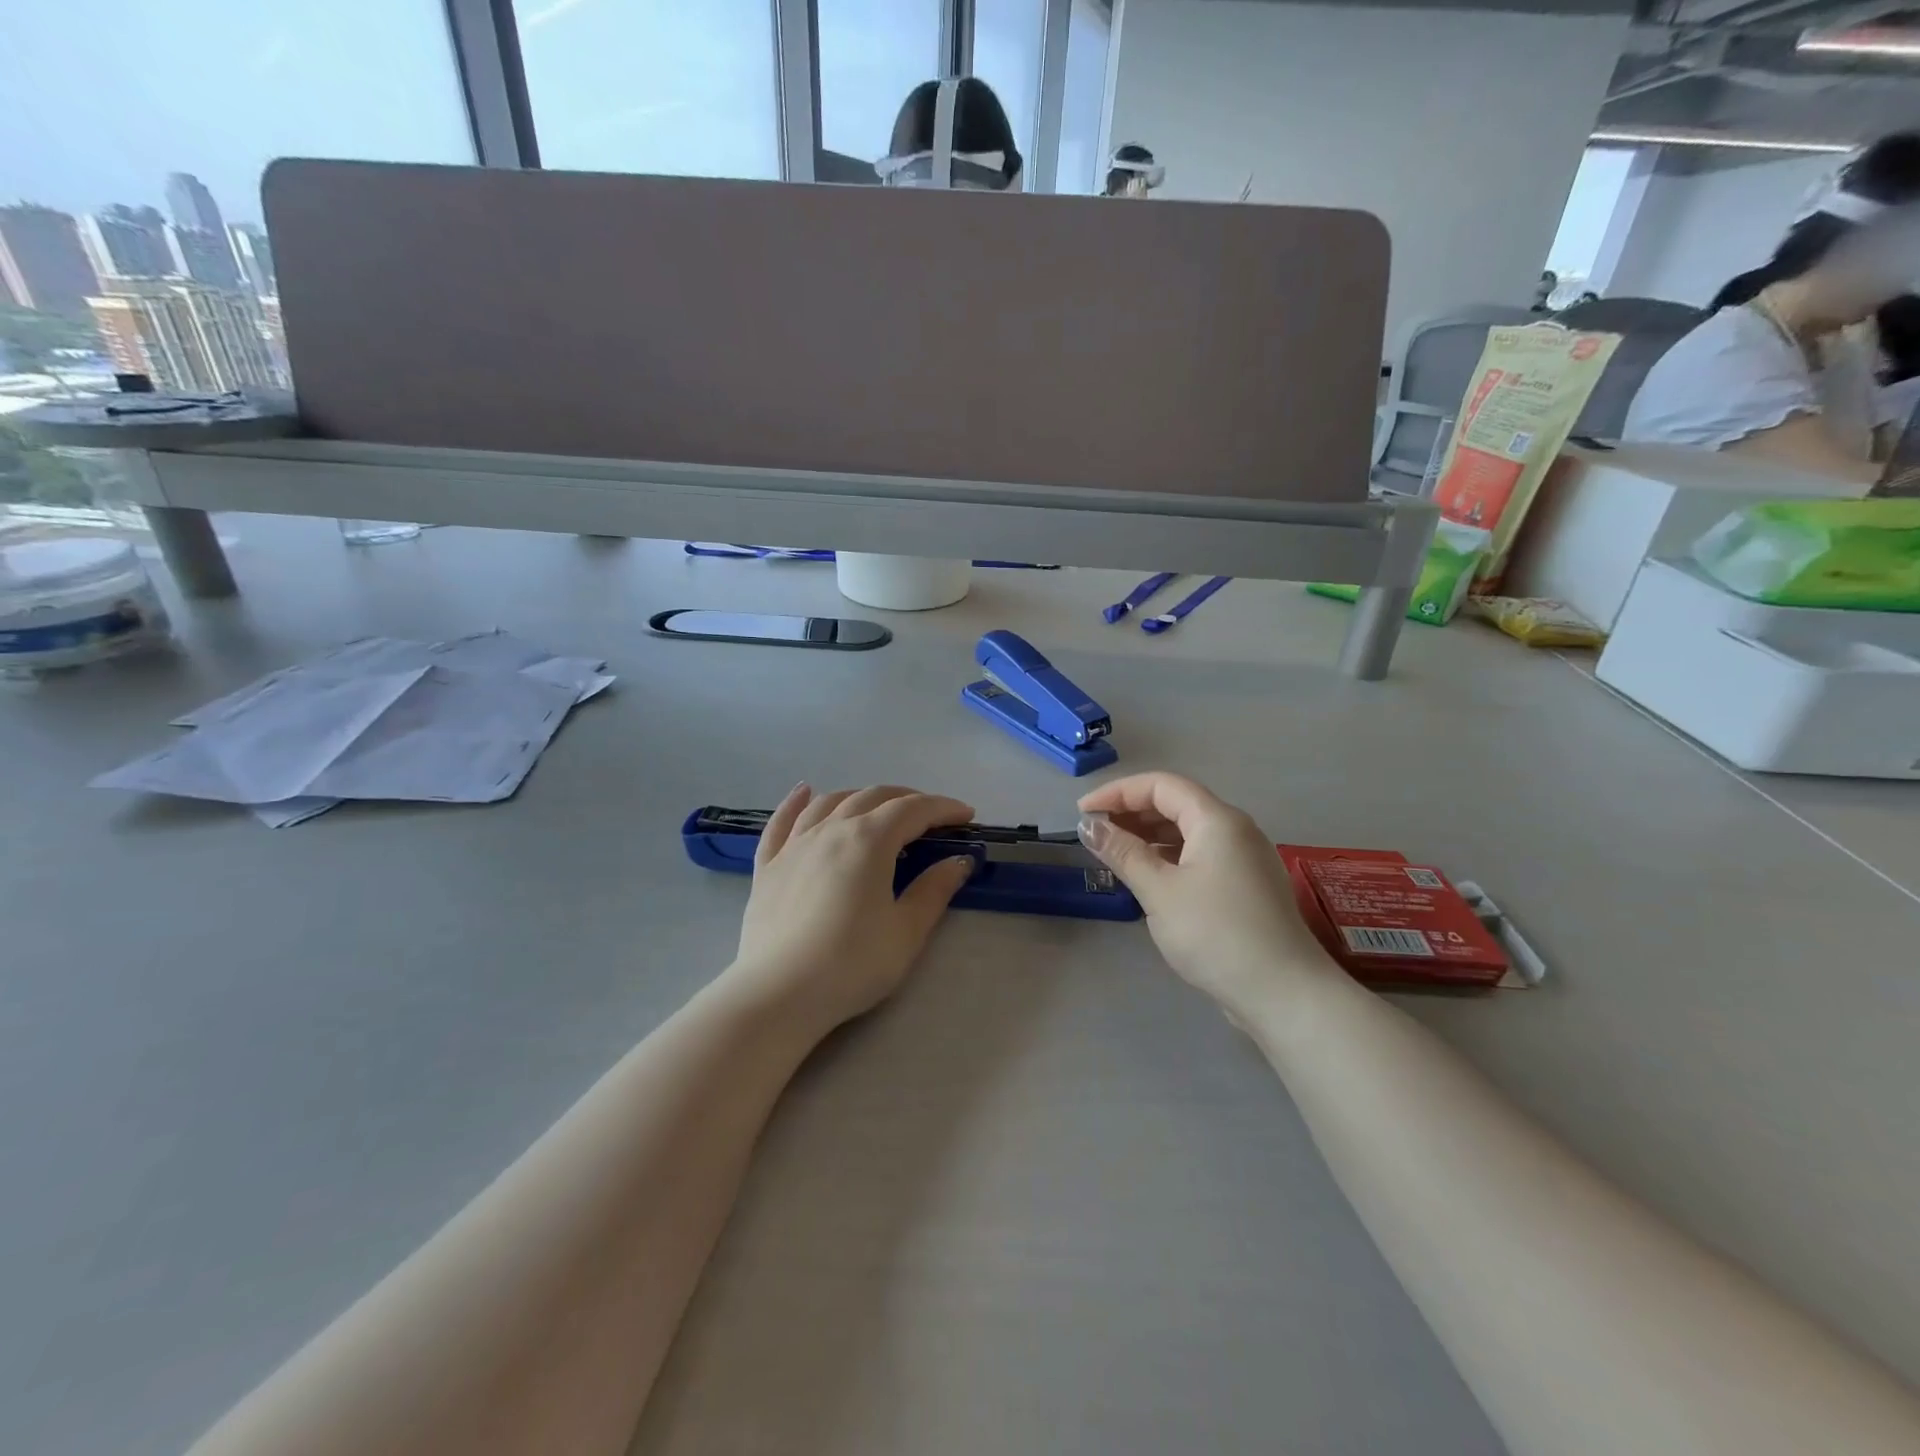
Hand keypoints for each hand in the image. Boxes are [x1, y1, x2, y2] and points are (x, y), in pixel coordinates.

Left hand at [726, 783, 976, 1034]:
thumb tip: (959, 861)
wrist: (779, 993)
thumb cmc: (852, 963)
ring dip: (861, 797)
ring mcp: (794, 845)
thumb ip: (934, 890)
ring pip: (830, 802)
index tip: (966, 816)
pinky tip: (804, 791)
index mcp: (869, 840)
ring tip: (878, 807)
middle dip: (907, 799)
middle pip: (873, 797)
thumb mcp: (906, 931)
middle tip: (930, 817)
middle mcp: (831, 829)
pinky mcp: (769, 865)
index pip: (913, 810)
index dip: (943, 808)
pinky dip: (796, 802)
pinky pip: (781, 822)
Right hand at [1077, 772, 1337, 1017]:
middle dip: (1132, 812)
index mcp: (1217, 820)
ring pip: (1189, 831)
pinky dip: (1169, 857)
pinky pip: (1200, 855)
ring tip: (1115, 854)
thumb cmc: (1216, 934)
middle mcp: (1235, 829)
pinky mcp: (1246, 886)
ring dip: (1149, 836)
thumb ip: (1122, 852)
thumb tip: (1088, 826)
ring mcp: (1245, 858)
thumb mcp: (1159, 891)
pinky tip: (1149, 877)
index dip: (1117, 793)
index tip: (1083, 813)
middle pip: (1177, 803)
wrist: (1283, 993)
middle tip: (1095, 833)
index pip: (1160, 785)